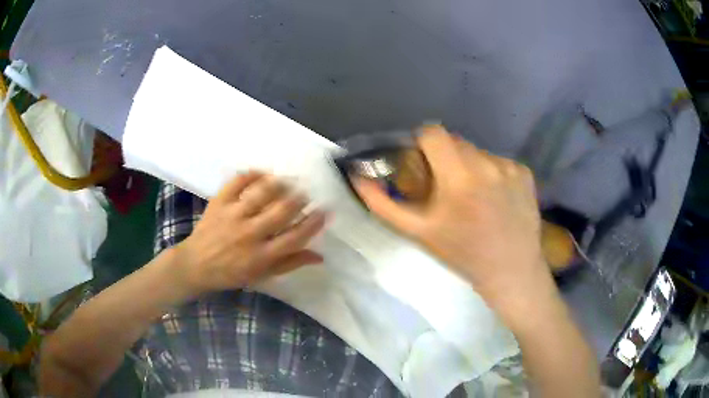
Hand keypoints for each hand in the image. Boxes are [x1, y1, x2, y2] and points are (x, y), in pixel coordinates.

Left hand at [174, 172, 325, 294]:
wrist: (196, 265)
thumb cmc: (231, 273)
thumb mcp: (262, 275)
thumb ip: (290, 263)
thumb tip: (319, 256)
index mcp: (261, 256)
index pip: (294, 238)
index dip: (313, 223)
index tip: (324, 211)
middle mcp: (249, 234)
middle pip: (281, 212)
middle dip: (299, 198)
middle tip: (306, 192)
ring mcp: (232, 215)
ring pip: (261, 194)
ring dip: (280, 183)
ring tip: (289, 179)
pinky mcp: (218, 202)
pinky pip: (237, 182)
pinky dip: (251, 173)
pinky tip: (263, 172)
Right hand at [354, 125, 552, 319]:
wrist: (510, 270)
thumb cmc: (463, 254)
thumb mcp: (419, 232)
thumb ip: (384, 204)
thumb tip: (358, 178)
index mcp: (459, 176)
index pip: (433, 133)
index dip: (422, 143)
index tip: (422, 162)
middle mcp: (487, 164)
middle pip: (455, 142)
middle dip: (445, 158)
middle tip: (446, 186)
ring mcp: (510, 167)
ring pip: (478, 152)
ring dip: (469, 167)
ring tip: (473, 197)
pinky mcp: (525, 173)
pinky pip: (499, 162)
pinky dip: (492, 174)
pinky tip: (496, 199)